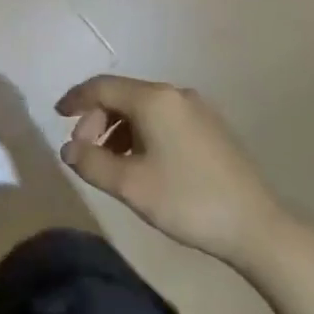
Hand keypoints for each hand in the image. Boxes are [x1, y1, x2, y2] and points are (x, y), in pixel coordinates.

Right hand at [55, 75, 277, 260]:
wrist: (256, 226)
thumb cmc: (187, 200)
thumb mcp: (130, 185)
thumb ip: (91, 162)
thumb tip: (68, 149)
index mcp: (154, 100)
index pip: (102, 87)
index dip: (76, 99)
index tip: (57, 116)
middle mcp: (175, 94)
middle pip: (123, 96)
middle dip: (97, 119)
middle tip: (84, 152)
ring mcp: (197, 110)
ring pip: (143, 108)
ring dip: (118, 129)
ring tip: (110, 163)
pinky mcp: (210, 128)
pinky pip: (163, 119)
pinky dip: (141, 133)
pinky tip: (141, 163)